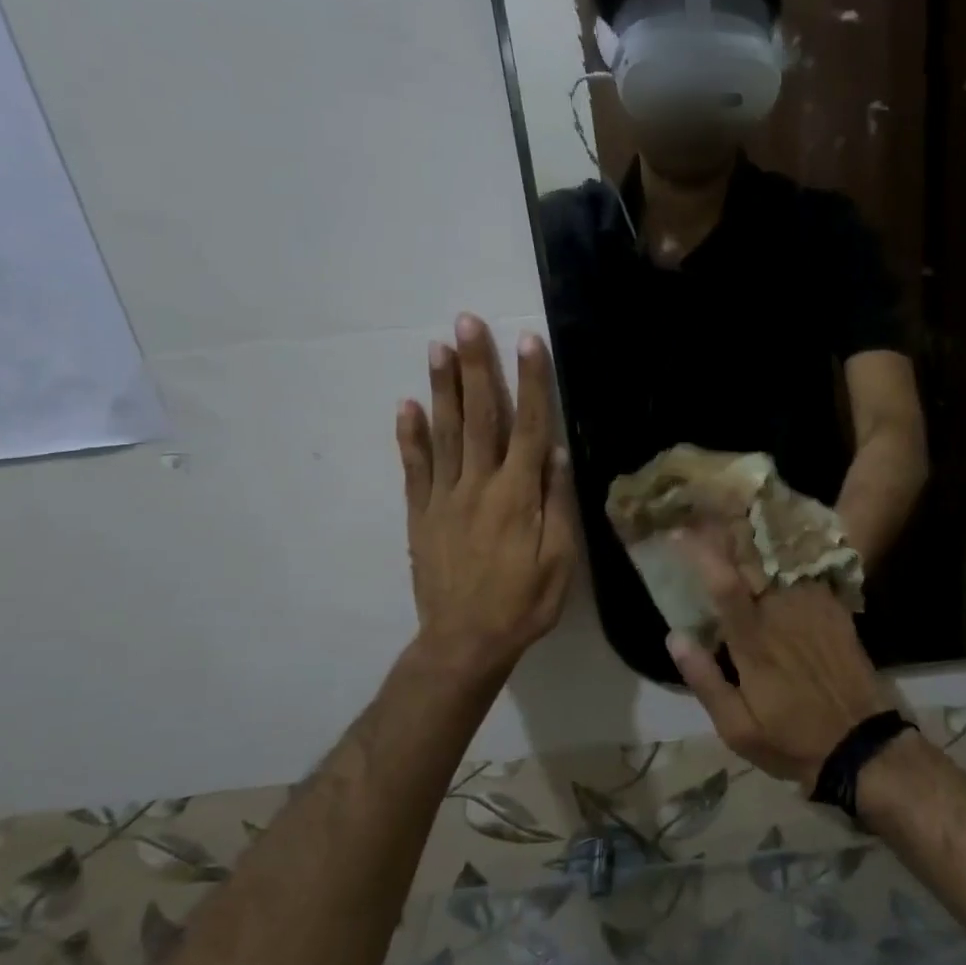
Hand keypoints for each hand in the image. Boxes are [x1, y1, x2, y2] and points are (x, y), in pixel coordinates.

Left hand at [396, 315, 575, 689]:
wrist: (464, 642)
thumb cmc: (523, 603)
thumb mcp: (559, 560)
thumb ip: (556, 504)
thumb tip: (557, 453)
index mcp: (517, 495)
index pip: (529, 426)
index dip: (531, 382)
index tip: (528, 342)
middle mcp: (478, 485)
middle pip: (480, 416)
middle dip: (476, 367)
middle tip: (466, 322)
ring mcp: (444, 497)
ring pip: (444, 432)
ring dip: (442, 387)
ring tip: (437, 347)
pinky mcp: (421, 513)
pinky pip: (415, 467)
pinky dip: (409, 435)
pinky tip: (406, 404)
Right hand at [665, 531, 891, 789]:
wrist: (863, 745)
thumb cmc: (792, 740)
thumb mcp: (737, 729)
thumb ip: (705, 679)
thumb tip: (674, 636)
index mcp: (754, 641)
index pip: (724, 585)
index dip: (700, 553)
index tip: (678, 532)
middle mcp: (783, 613)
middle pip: (753, 558)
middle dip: (727, 529)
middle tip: (705, 510)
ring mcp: (813, 607)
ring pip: (780, 557)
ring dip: (756, 533)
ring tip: (736, 514)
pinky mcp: (834, 609)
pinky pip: (807, 569)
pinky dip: (788, 550)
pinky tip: (779, 538)